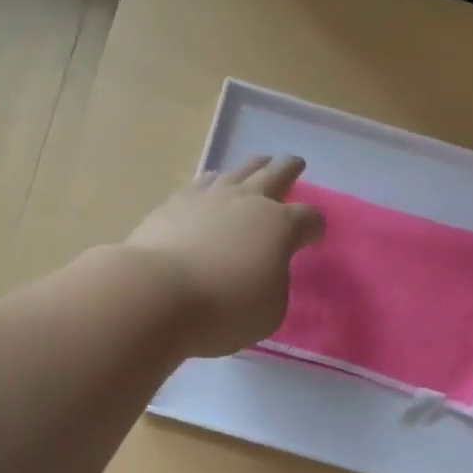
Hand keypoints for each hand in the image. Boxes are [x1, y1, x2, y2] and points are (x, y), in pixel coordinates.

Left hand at [125, 156, 325, 357]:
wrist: (157, 293)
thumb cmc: (224, 308)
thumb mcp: (270, 310)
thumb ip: (275, 283)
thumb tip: (264, 270)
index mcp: (280, 227)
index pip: (308, 219)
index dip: (315, 227)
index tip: (315, 235)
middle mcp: (248, 202)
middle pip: (276, 175)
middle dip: (289, 169)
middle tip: (296, 162)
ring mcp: (210, 197)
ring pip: (239, 171)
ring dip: (254, 167)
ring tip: (259, 164)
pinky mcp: (175, 202)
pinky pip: (203, 182)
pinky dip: (215, 180)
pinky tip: (213, 183)